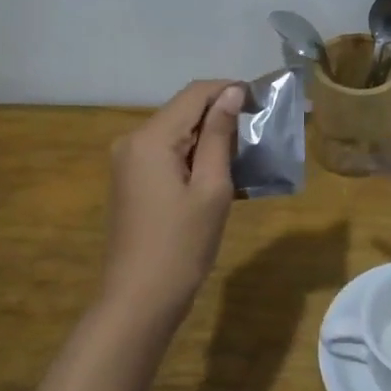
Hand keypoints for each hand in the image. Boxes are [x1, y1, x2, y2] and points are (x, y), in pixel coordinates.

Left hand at [103, 79, 245, 319]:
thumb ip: (219, 136)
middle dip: (221, 114)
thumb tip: (232, 94)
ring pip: (175, 132)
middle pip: (183, 110)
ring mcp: (127, 162)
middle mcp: (132, 140)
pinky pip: (166, 153)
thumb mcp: (211, 188)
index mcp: (150, 138)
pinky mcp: (130, 181)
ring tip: (245, 154)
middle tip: (259, 132)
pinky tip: (219, 174)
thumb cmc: (181, 246)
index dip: (229, 89)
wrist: (138, 301)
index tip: (263, 100)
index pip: (194, 93)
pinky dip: (193, 156)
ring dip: (209, 137)